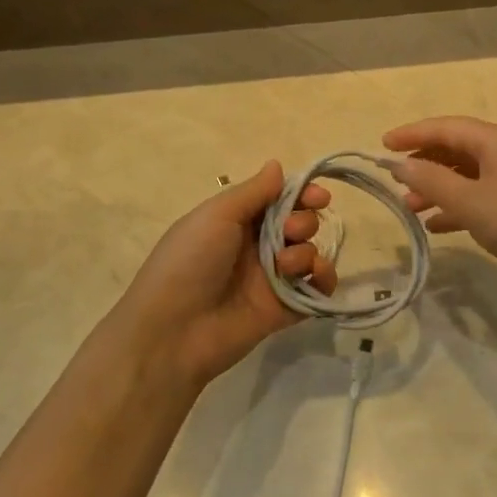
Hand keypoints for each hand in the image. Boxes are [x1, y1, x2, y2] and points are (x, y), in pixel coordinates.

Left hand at [114, 163, 336, 387]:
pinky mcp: (283, 310)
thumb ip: (254, 191)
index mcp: (237, 222)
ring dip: (306, 252)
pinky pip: (315, 290)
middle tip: (288, 232)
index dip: (301, 195)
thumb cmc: (189, 261)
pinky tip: (316, 276)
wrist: (172, 331)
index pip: (279, 200)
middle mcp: (256, 247)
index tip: (318, 196)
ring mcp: (271, 280)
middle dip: (303, 222)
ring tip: (285, 265)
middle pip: (299, 224)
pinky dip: (324, 279)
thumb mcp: (217, 215)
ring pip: (308, 254)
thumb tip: (277, 165)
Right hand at [383, 116, 496, 293]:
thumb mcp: (470, 202)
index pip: (445, 126)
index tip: (381, 145)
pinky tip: (440, 226)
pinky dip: (460, 206)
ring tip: (412, 209)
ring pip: (469, 175)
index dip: (411, 133)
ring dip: (440, 188)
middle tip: (396, 183)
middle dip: (424, 164)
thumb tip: (400, 164)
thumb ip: (431, 181)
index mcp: (495, 140)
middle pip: (457, 148)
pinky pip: (483, 196)